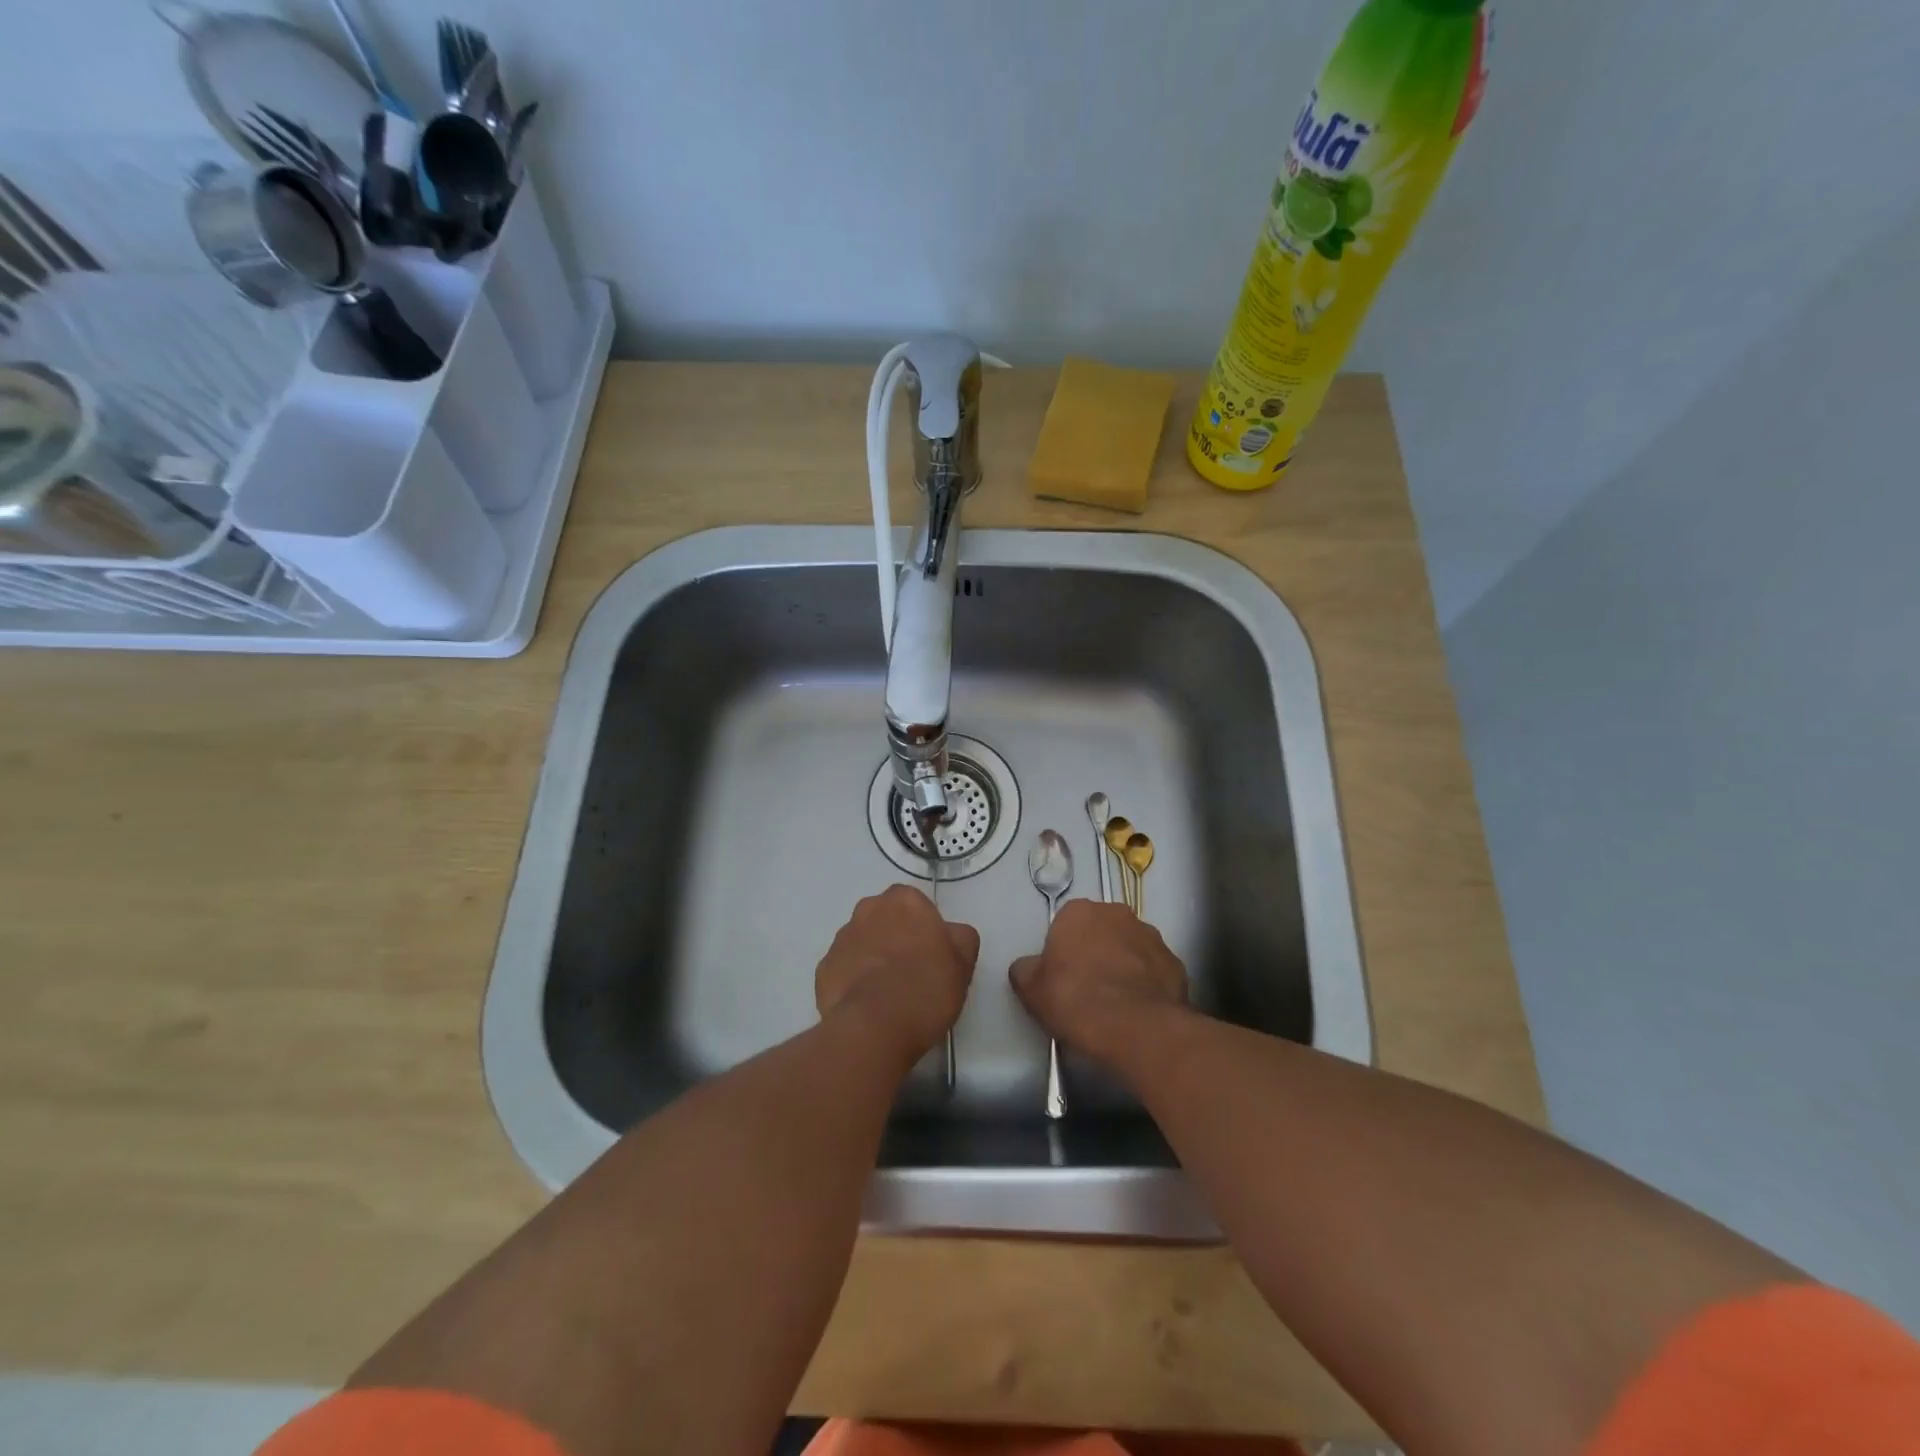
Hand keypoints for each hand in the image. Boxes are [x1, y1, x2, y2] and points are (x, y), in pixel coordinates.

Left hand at [816, 884, 979, 1061]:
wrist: (874, 1027)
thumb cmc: (926, 988)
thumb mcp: (963, 962)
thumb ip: (960, 937)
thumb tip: (950, 934)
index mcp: (904, 900)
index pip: (917, 905)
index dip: (926, 929)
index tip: (932, 955)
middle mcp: (868, 909)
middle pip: (886, 919)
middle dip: (896, 938)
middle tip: (912, 972)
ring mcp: (841, 939)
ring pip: (862, 942)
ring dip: (873, 958)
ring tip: (888, 994)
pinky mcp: (823, 969)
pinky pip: (844, 969)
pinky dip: (854, 981)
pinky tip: (868, 1005)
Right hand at [1009, 899, 1189, 1063]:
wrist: (1136, 1029)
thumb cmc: (1076, 1000)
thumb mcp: (1031, 989)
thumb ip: (1026, 970)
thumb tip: (1028, 967)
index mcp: (1080, 912)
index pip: (1066, 923)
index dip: (1063, 950)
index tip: (1062, 976)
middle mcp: (1118, 914)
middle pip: (1102, 930)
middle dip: (1096, 951)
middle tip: (1087, 987)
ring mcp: (1152, 937)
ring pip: (1131, 948)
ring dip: (1124, 965)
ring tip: (1117, 1003)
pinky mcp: (1177, 964)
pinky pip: (1155, 971)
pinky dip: (1148, 985)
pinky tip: (1139, 1011)